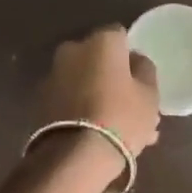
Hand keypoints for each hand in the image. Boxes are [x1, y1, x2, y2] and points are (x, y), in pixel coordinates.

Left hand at [38, 26, 160, 174]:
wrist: (76, 156)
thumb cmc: (122, 116)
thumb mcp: (149, 94)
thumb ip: (145, 70)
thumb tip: (135, 60)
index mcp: (101, 42)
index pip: (121, 36)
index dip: (131, 55)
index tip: (140, 76)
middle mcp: (73, 50)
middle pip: (100, 60)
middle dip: (114, 78)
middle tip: (131, 104)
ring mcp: (53, 76)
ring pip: (85, 82)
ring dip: (100, 96)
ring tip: (119, 128)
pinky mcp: (42, 102)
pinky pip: (72, 99)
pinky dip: (84, 109)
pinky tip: (100, 133)